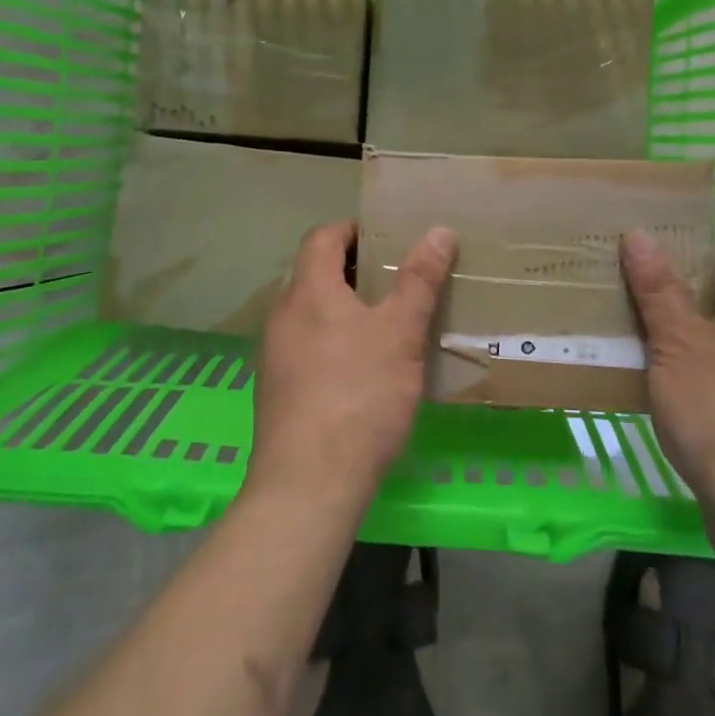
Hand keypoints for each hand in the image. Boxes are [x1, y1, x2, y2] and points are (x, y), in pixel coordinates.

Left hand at [247, 221, 457, 508]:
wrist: (309, 485)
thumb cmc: (359, 395)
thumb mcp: (400, 334)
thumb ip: (420, 281)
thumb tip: (439, 231)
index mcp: (308, 291)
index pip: (323, 237)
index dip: (353, 230)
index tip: (387, 238)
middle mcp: (283, 315)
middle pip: (316, 274)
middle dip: (355, 270)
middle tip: (398, 279)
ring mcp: (275, 355)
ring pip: (312, 313)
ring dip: (345, 308)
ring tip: (387, 323)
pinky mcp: (277, 390)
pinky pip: (307, 346)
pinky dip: (334, 340)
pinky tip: (364, 369)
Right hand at [621, 232, 714, 523]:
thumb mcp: (677, 343)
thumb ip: (659, 290)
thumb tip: (641, 234)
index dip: (708, 247)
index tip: (669, 248)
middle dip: (698, 291)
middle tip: (650, 288)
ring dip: (703, 334)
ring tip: (656, 336)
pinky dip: (712, 370)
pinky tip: (679, 387)